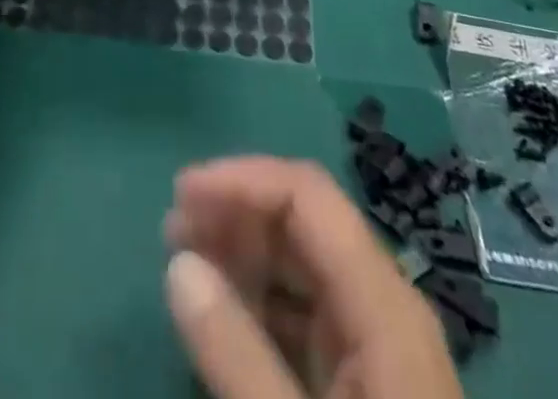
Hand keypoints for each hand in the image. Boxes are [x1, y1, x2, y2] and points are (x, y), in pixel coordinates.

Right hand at [164, 158, 463, 398]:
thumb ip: (236, 355)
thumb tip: (178, 264)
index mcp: (385, 308)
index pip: (308, 197)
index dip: (242, 179)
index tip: (180, 195)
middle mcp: (384, 310)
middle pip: (305, 223)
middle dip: (236, 213)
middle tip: (172, 232)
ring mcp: (376, 349)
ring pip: (301, 265)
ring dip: (242, 253)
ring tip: (185, 265)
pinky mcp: (363, 385)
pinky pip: (303, 315)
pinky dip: (257, 302)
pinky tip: (222, 319)